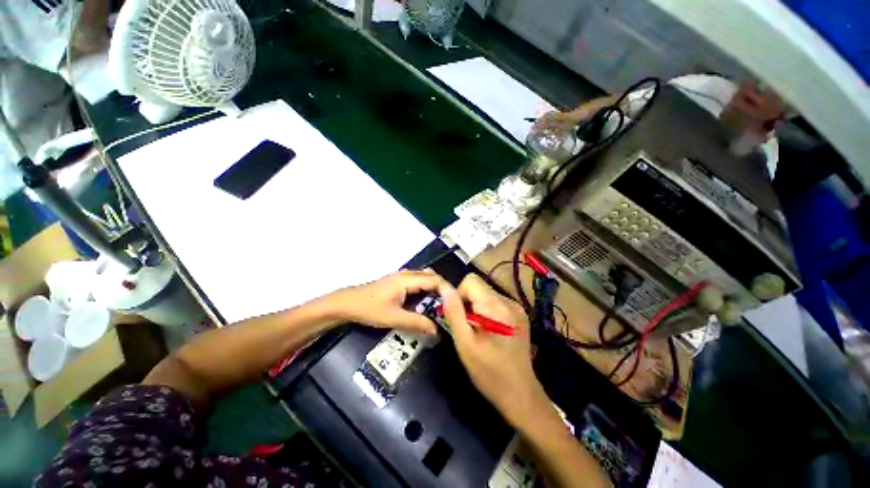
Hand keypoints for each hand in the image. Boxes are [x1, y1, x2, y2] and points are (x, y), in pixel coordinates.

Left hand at [330, 270, 446, 333]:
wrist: (346, 303)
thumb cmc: (369, 308)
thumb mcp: (394, 318)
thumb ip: (416, 323)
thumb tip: (436, 330)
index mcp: (408, 279)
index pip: (435, 280)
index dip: (447, 290)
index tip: (455, 304)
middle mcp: (406, 274)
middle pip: (431, 276)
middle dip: (441, 289)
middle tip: (448, 306)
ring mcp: (400, 277)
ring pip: (423, 278)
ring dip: (432, 289)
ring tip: (438, 305)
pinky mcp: (396, 281)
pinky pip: (416, 281)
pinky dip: (424, 289)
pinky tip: (422, 303)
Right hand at [438, 275, 544, 423]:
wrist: (520, 394)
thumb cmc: (489, 372)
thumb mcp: (465, 343)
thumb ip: (454, 312)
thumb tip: (444, 288)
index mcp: (497, 307)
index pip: (470, 281)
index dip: (458, 295)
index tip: (458, 318)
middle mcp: (510, 302)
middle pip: (479, 286)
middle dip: (467, 303)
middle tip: (467, 327)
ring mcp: (517, 308)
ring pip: (485, 294)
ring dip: (476, 308)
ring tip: (477, 331)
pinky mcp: (519, 315)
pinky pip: (494, 302)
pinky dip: (485, 312)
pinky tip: (488, 332)